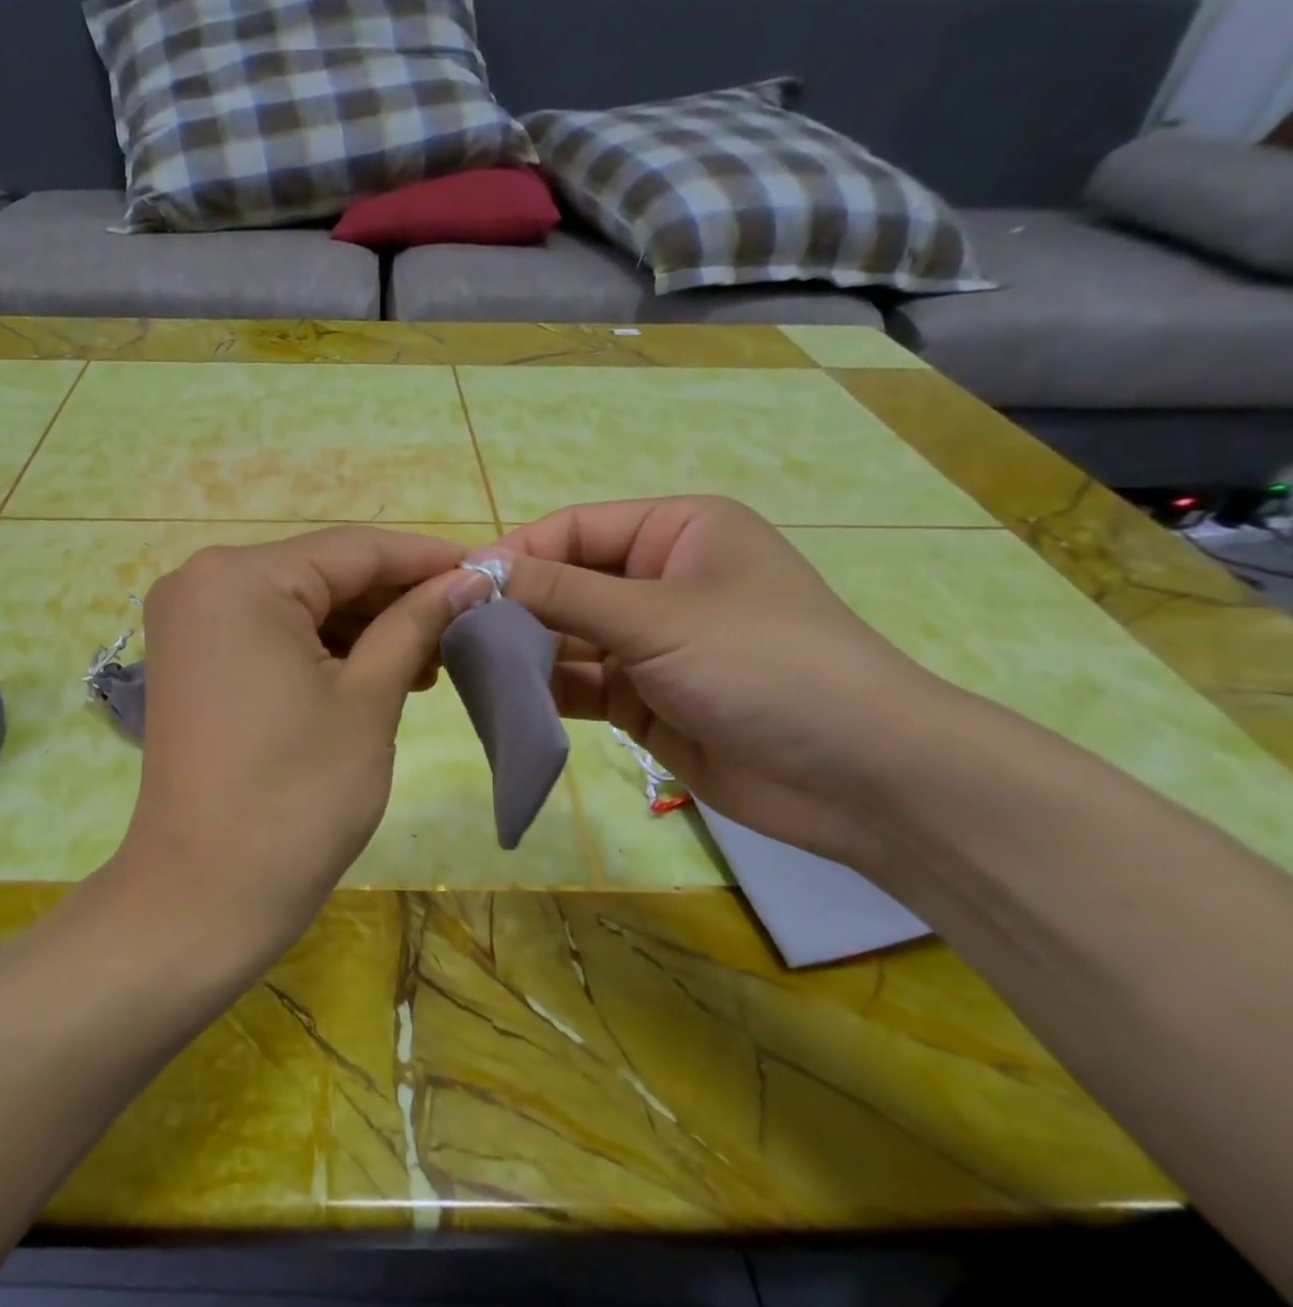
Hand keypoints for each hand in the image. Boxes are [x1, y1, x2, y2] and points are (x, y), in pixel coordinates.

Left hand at [117, 526, 469, 950]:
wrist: (206, 895)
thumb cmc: (297, 796)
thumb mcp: (369, 699)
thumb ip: (416, 623)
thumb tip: (467, 580)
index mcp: (241, 578)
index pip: (354, 548)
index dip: (426, 559)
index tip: (487, 571)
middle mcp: (203, 581)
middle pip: (323, 573)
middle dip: (396, 598)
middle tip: (466, 622)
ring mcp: (191, 622)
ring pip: (300, 604)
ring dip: (365, 627)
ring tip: (432, 657)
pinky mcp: (193, 660)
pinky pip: (272, 634)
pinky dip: (325, 648)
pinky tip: (380, 671)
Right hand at [488, 497, 954, 868]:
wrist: (856, 776)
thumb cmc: (762, 664)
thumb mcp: (656, 617)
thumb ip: (562, 594)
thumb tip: (478, 570)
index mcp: (676, 533)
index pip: (574, 530)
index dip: (516, 554)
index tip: (456, 586)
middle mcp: (659, 581)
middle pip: (565, 584)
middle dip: (514, 608)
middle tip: (451, 634)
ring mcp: (650, 644)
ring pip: (567, 638)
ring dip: (523, 652)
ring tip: (467, 669)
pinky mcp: (643, 699)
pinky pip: (580, 685)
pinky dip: (544, 690)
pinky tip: (503, 700)